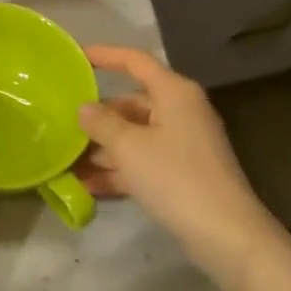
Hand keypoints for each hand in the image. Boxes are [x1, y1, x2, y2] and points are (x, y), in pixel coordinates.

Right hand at [75, 46, 283, 286]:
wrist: (226, 234)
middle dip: (98, 116)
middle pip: (132, 103)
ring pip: (135, 135)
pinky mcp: (183, 173)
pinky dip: (119, 170)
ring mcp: (183, 144)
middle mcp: (181, 111)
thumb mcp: (129, 147)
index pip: (135, 61)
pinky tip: (88, 186)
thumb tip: (84, 108)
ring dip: (103, 148)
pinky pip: (143, 161)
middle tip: (63, 123)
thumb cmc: (176, 178)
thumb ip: (101, 123)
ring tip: (67, 160)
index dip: (105, 55)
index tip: (76, 55)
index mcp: (174, 93)